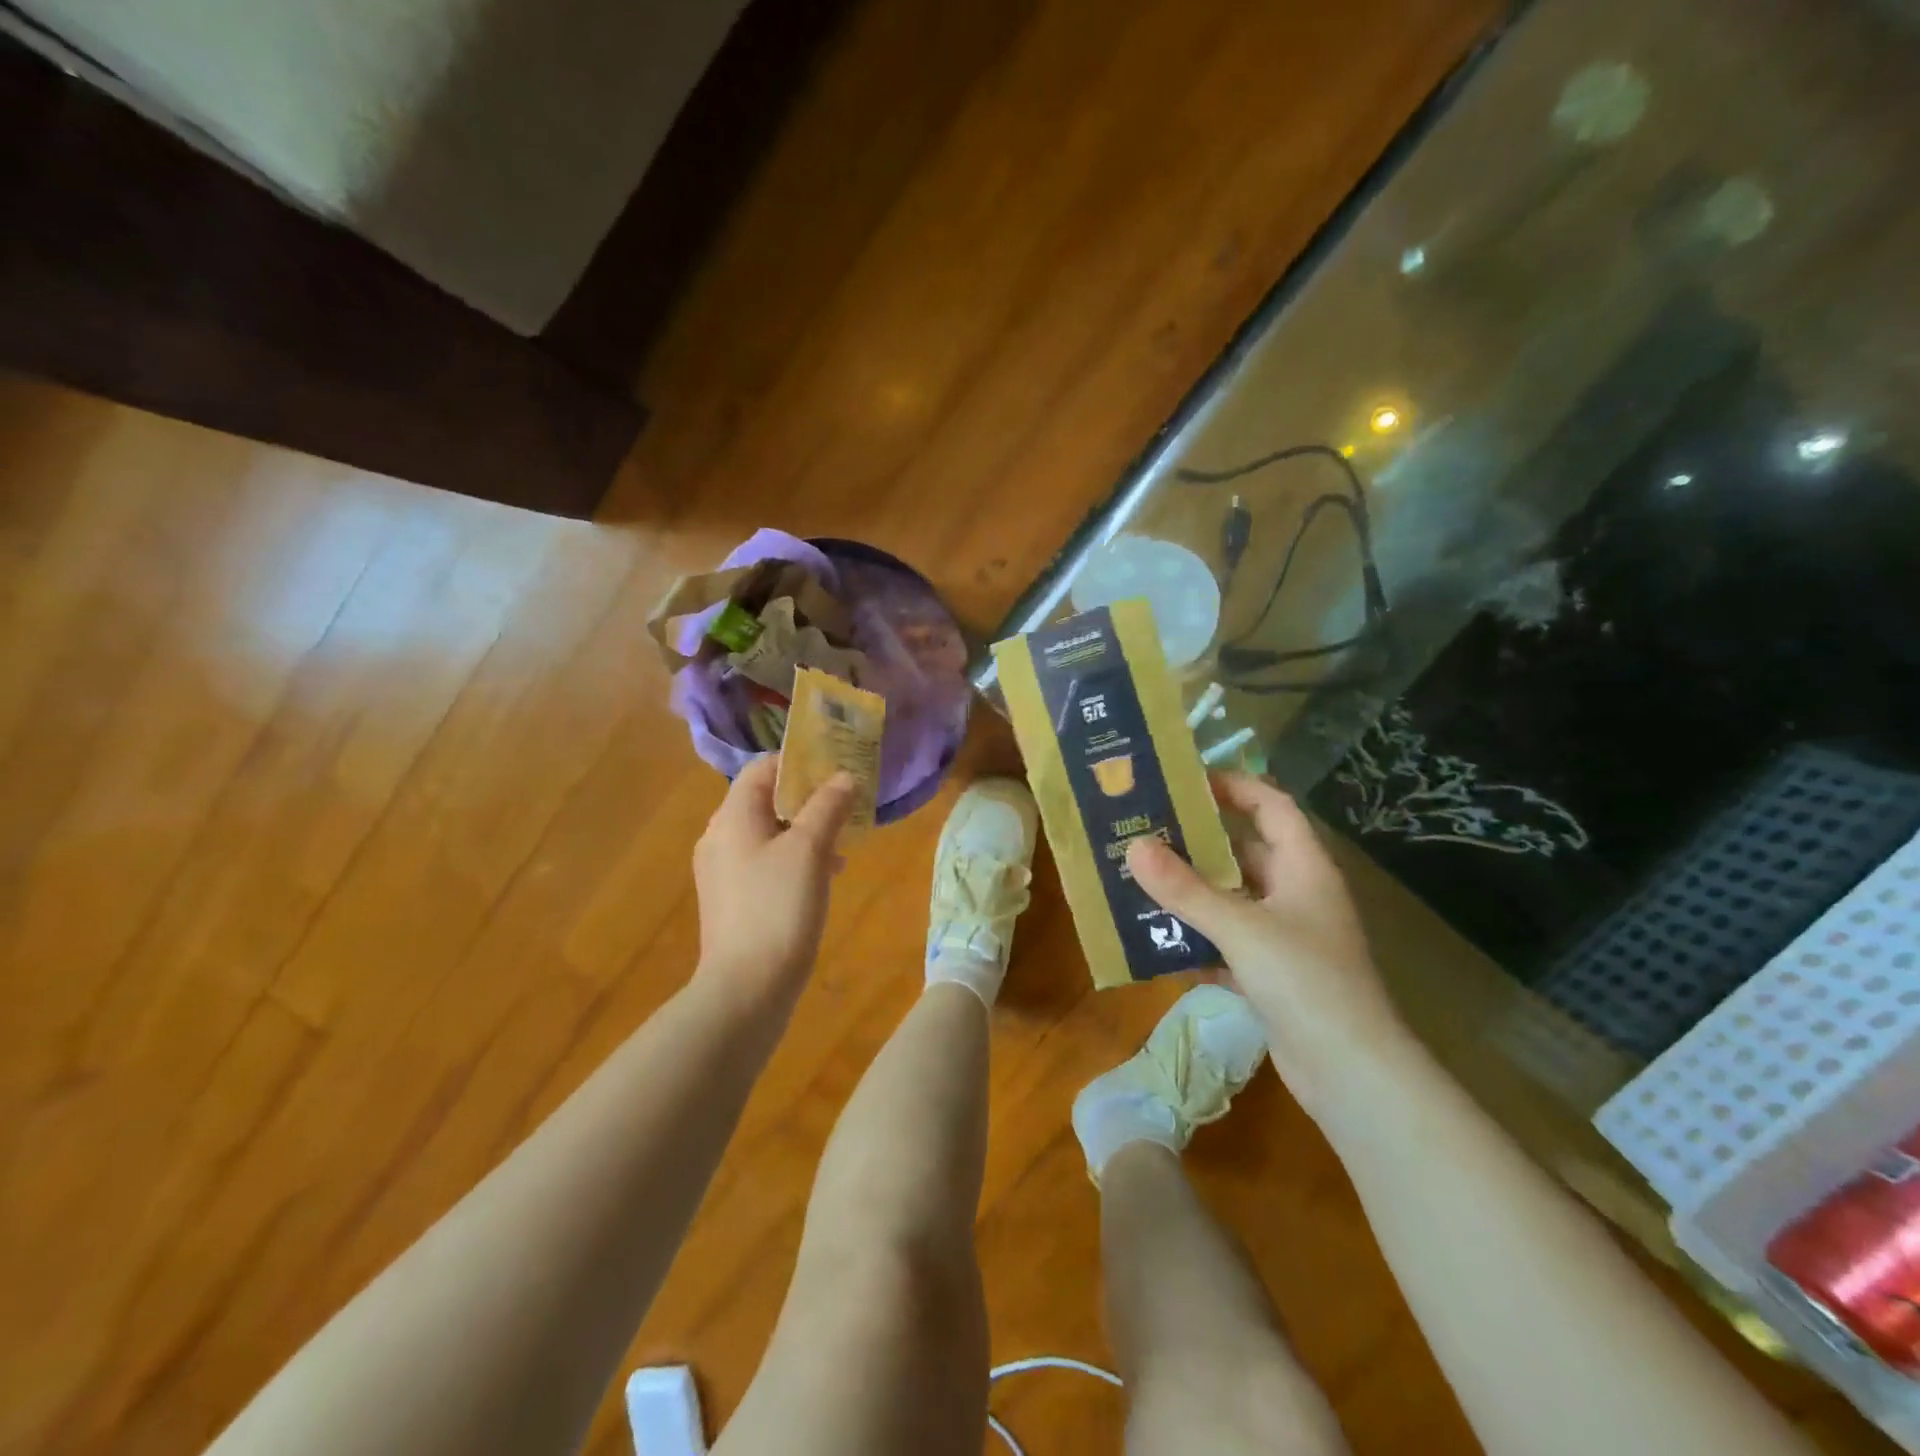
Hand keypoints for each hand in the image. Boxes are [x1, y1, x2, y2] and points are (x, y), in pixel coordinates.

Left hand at [692, 756, 854, 1017]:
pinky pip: (764, 862)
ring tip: (841, 847)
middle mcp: (719, 837)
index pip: (761, 768)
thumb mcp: (810, 850)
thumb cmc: (778, 907)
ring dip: (804, 831)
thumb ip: (827, 807)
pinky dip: (793, 859)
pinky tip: (823, 877)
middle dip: (807, 800)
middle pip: (764, 800)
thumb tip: (844, 776)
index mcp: (731, 817)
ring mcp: (722, 871)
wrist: (746, 989)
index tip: (836, 768)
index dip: (798, 762)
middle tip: (845, 807)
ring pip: (768, 833)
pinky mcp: (732, 900)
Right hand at [1126, 772, 1417, 1114]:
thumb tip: (1135, 846)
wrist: (1352, 1074)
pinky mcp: (1271, 974)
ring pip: (1231, 898)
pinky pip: (1226, 942)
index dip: (1233, 786)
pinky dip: (1196, 938)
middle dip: (1197, 841)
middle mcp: (1296, 893)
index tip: (1183, 781)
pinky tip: (1154, 939)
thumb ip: (1185, 889)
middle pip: (1244, 851)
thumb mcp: (1241, 928)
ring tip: (1138, 878)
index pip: (1271, 805)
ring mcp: (1285, 936)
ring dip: (1190, 891)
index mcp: (1304, 867)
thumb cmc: (1306, 982)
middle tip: (1144, 829)